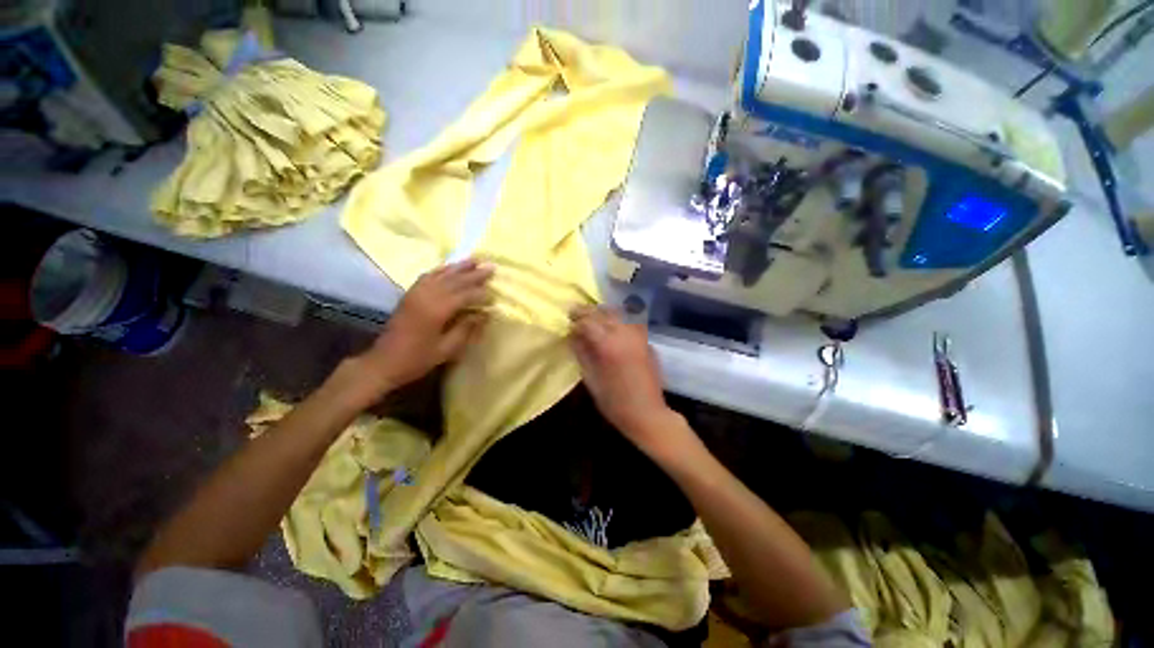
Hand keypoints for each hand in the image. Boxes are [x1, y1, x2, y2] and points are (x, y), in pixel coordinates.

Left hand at [356, 259, 492, 396]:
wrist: (383, 362)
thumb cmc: (418, 359)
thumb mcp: (446, 349)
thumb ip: (466, 329)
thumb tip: (484, 314)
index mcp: (437, 310)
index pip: (465, 295)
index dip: (481, 294)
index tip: (494, 297)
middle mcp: (426, 296)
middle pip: (454, 280)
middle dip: (474, 274)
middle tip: (491, 268)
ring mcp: (416, 293)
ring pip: (441, 274)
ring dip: (459, 267)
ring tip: (474, 260)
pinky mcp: (409, 294)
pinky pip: (428, 276)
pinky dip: (441, 270)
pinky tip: (450, 268)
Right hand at [569, 306, 687, 456]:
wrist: (647, 414)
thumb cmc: (614, 402)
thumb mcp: (591, 379)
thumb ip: (581, 353)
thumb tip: (572, 336)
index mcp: (608, 344)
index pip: (588, 321)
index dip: (576, 320)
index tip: (567, 323)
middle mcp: (625, 334)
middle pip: (604, 312)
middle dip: (588, 311)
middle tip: (576, 314)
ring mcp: (639, 336)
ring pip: (620, 313)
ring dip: (604, 312)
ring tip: (594, 318)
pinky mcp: (647, 342)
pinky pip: (631, 322)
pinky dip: (618, 319)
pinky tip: (612, 327)